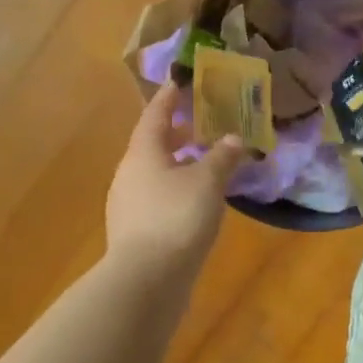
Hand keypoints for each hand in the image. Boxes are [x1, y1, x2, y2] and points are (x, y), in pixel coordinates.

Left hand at [106, 84, 245, 273]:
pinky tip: (196, 200)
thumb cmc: (177, 218)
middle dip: (176, 133)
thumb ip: (222, 157)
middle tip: (200, 123)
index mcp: (142, 153)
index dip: (168, 98)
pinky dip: (176, 190)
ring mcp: (128, 205)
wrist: (147, 280)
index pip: (155, 115)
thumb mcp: (208, 182)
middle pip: (152, 144)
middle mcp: (129, 174)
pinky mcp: (135, 231)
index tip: (179, 82)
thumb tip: (234, 137)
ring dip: (177, 164)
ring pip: (154, 173)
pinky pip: (157, 198)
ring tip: (204, 162)